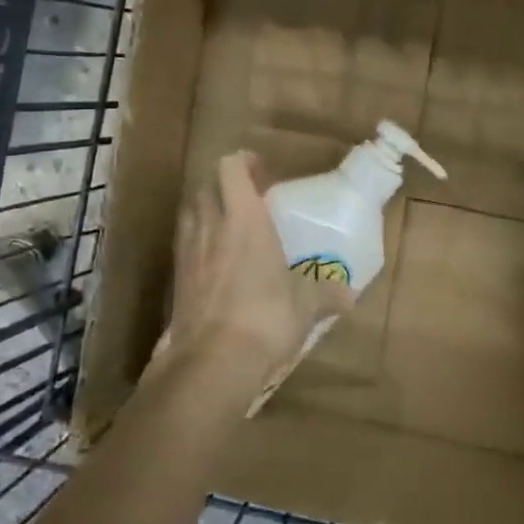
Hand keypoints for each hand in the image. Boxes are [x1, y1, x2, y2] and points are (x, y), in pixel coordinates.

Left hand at [162, 151, 353, 406]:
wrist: (212, 361)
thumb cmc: (265, 318)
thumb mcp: (305, 306)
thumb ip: (326, 293)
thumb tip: (349, 294)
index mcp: (244, 218)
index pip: (230, 168)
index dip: (242, 162)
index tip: (260, 170)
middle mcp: (210, 225)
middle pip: (205, 185)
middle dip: (223, 185)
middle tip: (247, 198)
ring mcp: (187, 250)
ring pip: (190, 212)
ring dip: (206, 209)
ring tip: (227, 226)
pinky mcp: (175, 277)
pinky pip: (183, 243)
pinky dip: (196, 240)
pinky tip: (214, 262)